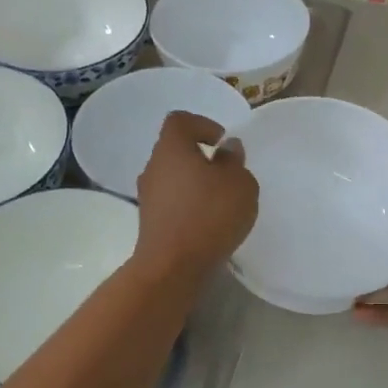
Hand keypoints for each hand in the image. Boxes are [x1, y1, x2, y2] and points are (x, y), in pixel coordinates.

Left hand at [132, 110, 258, 282]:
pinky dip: (188, 205)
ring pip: (173, 178)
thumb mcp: (240, 184)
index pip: (180, 120)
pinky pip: (172, 202)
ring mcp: (148, 196)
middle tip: (227, 174)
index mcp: (172, 148)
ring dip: (195, 184)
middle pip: (175, 150)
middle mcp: (153, 167)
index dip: (202, 124)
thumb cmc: (209, 215)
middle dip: (201, 158)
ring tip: (220, 202)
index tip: (222, 142)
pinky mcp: (150, 222)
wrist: (172, 266)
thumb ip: (234, 162)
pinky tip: (208, 223)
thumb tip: (227, 150)